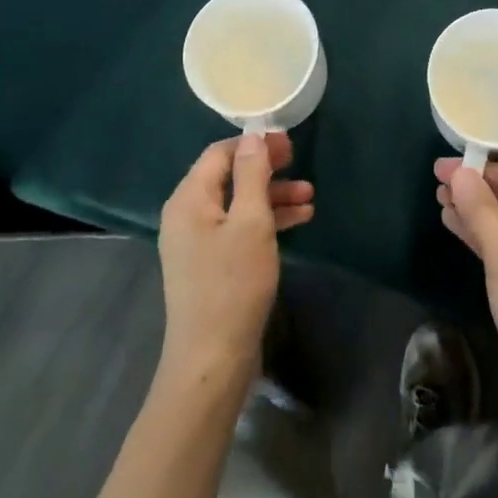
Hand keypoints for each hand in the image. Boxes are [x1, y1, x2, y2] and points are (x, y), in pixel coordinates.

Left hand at [158, 132, 313, 384]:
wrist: (212, 361)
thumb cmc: (233, 285)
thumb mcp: (251, 223)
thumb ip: (252, 175)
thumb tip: (252, 136)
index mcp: (189, 199)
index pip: (220, 153)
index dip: (254, 143)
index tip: (288, 142)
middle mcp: (187, 215)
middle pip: (229, 176)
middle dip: (266, 169)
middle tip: (299, 162)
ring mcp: (197, 241)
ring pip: (238, 203)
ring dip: (273, 195)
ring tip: (310, 196)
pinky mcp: (210, 264)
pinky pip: (238, 227)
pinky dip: (266, 220)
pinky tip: (299, 220)